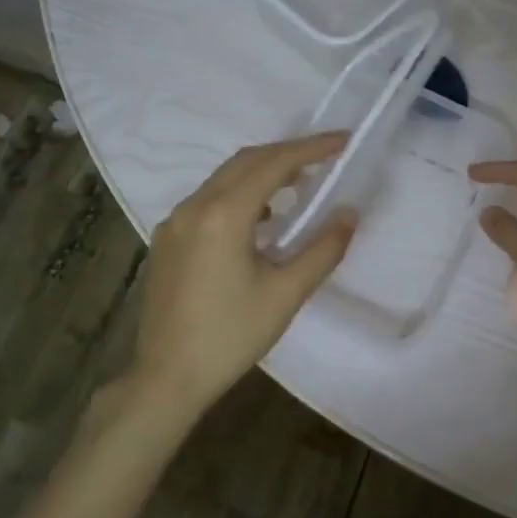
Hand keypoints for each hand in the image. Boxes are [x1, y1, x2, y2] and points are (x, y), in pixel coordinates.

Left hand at [128, 133, 357, 422]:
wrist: (167, 377)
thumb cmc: (231, 336)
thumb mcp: (286, 294)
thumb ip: (322, 249)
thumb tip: (349, 213)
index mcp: (223, 215)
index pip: (273, 163)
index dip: (311, 148)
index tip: (343, 141)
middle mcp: (194, 207)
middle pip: (245, 162)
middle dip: (287, 153)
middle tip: (325, 159)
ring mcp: (175, 223)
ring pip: (224, 179)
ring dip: (262, 173)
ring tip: (299, 185)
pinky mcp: (167, 240)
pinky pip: (208, 200)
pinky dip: (240, 194)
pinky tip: (260, 219)